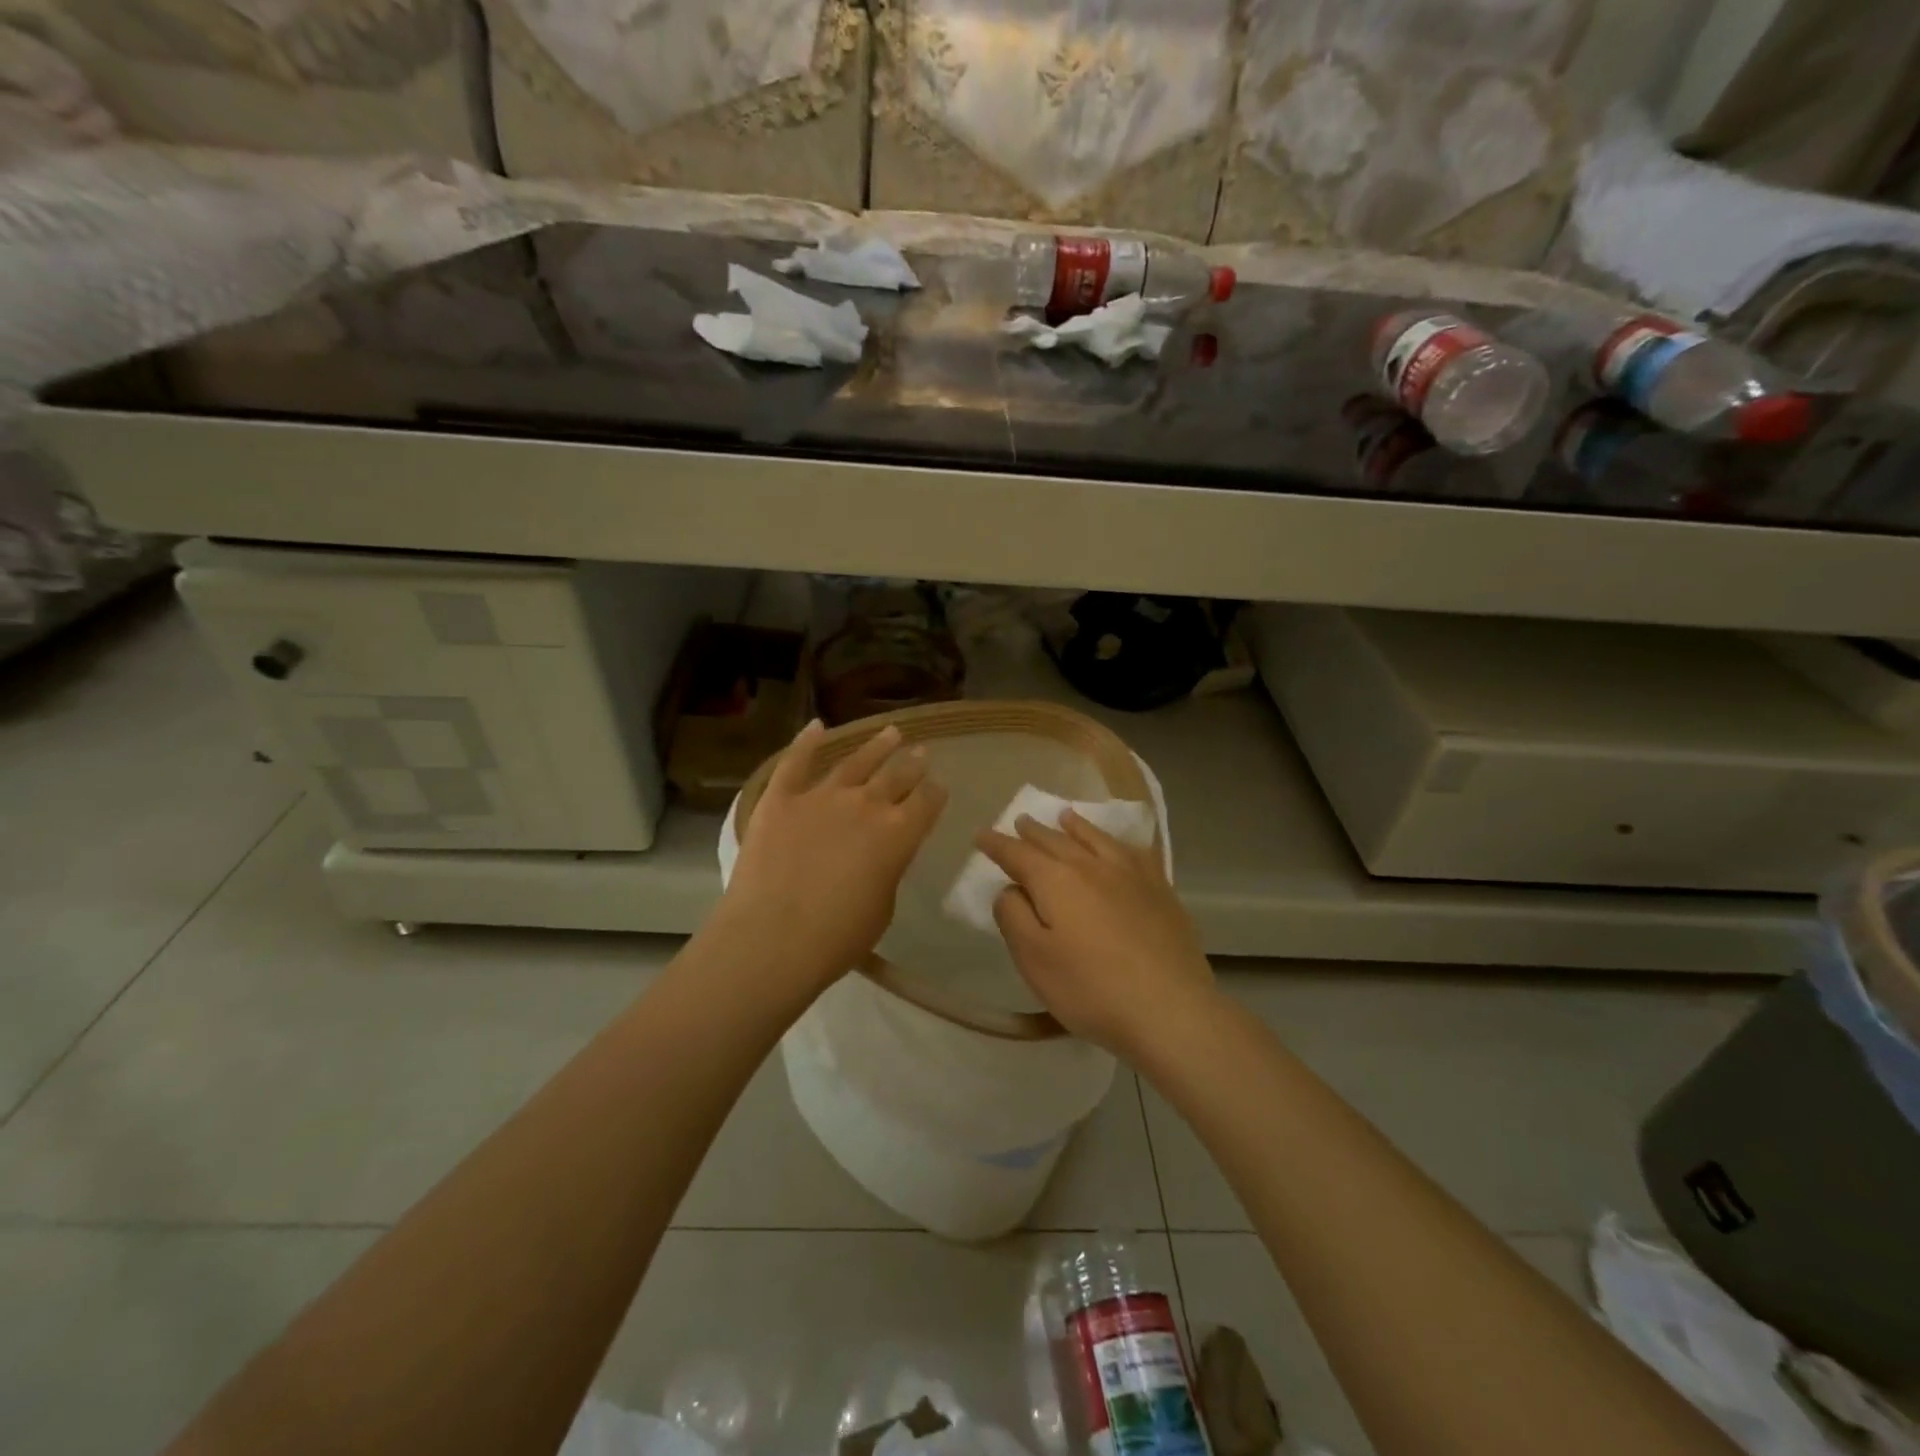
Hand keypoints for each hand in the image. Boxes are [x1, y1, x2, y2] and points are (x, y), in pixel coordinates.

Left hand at [716, 720, 946, 999]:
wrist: (773, 938)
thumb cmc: (837, 937)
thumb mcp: (882, 907)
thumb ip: (886, 871)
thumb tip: (880, 856)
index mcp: (898, 833)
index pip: (928, 801)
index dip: (935, 793)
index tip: (938, 788)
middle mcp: (866, 804)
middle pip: (897, 775)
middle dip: (913, 764)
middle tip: (921, 753)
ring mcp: (821, 796)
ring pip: (855, 761)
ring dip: (876, 746)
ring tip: (891, 732)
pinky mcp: (781, 798)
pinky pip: (795, 762)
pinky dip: (806, 741)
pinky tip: (816, 725)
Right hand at [977, 810, 1215, 1060]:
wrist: (1170, 1008)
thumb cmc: (1091, 989)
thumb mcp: (1034, 959)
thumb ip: (1013, 917)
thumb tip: (1011, 889)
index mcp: (1056, 881)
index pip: (1017, 854)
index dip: (997, 845)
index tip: (981, 836)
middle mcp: (1091, 865)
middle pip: (1055, 840)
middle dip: (1033, 831)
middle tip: (1019, 821)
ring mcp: (1130, 874)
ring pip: (1095, 838)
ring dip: (1074, 826)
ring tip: (1064, 817)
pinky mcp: (1160, 889)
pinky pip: (1133, 851)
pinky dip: (1116, 841)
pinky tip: (1118, 844)